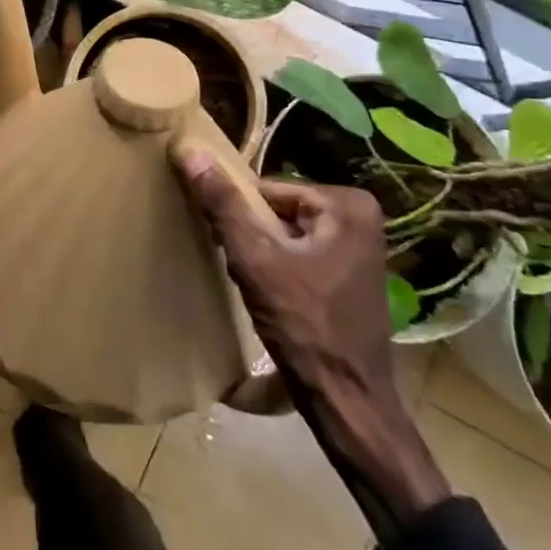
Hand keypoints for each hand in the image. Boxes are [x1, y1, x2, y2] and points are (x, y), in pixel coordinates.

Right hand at [177, 166, 394, 403]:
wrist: (346, 401)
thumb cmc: (304, 325)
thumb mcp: (255, 259)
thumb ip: (223, 204)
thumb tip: (189, 149)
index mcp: (347, 205)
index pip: (267, 190)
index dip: (241, 215)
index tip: (230, 245)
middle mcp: (361, 218)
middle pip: (277, 210)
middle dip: (252, 235)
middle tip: (242, 268)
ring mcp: (359, 248)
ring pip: (284, 234)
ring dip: (261, 253)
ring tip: (254, 284)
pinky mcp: (350, 275)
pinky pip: (299, 254)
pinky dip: (278, 269)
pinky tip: (269, 296)